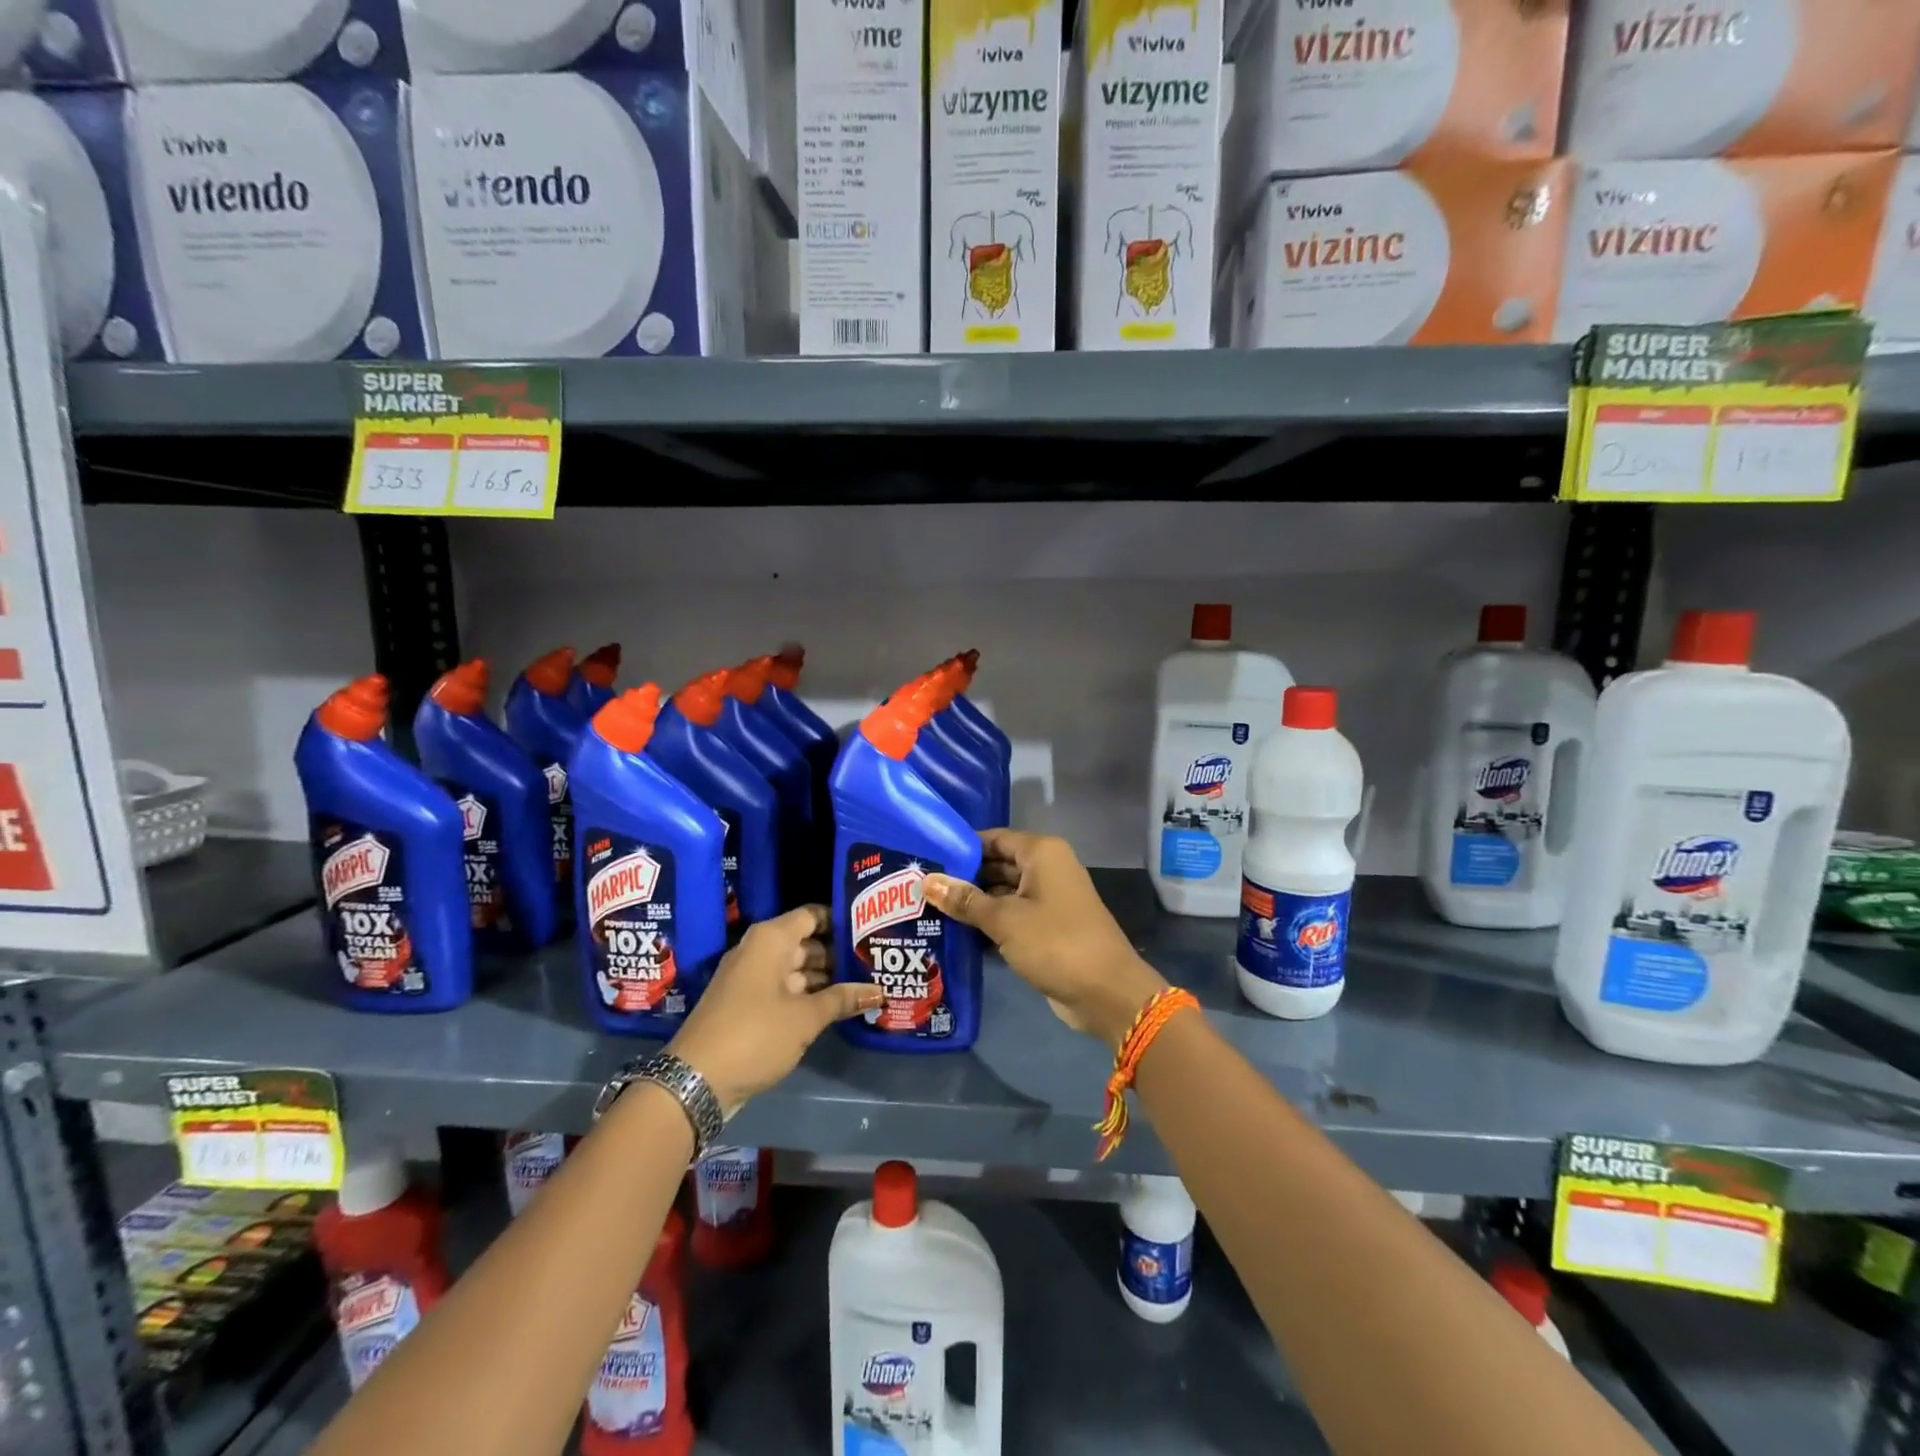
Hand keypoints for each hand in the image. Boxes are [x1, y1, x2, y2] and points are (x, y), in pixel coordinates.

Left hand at [668, 906, 881, 1113]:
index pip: (813, 915)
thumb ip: (843, 999)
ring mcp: (750, 977)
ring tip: (864, 983)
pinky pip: (784, 988)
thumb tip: (879, 990)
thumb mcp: (805, 1018)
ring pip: (796, 967)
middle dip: (838, 953)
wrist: (695, 1080)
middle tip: (875, 961)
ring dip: (826, 978)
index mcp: (771, 939)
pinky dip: (807, 994)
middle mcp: (759, 950)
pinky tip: (836, 1006)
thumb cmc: (755, 1034)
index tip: (872, 928)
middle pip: (806, 942)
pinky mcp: (746, 1003)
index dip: (841, 919)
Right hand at [924, 830, 1166, 1048]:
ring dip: (973, 903)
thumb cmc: (1055, 943)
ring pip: (1003, 893)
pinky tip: (956, 933)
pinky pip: (1012, 916)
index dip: (961, 848)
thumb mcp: (1004, 920)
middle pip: (997, 865)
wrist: (1107, 993)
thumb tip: (926, 881)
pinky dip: (989, 923)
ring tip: (929, 910)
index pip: (993, 838)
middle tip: (919, 888)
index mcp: (1041, 853)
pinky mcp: (1048, 928)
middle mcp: (1047, 869)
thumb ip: (965, 900)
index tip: (926, 858)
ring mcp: (1049, 899)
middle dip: (963, 878)